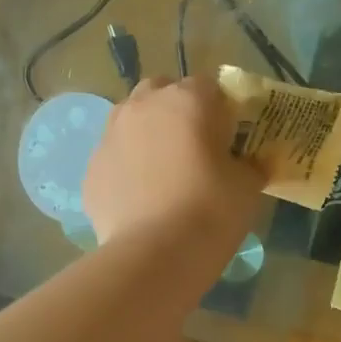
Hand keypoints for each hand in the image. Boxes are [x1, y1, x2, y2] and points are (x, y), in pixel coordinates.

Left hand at [84, 76, 262, 246]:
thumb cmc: (210, 212)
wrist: (154, 255)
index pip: (208, 86)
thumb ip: (249, 164)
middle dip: (176, 111)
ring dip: (146, 134)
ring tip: (162, 171)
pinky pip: (114, 158)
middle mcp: (142, 106)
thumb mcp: (248, 186)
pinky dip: (126, 169)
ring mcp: (110, 136)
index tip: (228, 137)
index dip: (220, 108)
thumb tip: (248, 163)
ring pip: (130, 120)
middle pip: (161, 92)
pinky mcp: (91, 169)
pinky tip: (140, 198)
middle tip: (193, 147)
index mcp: (187, 100)